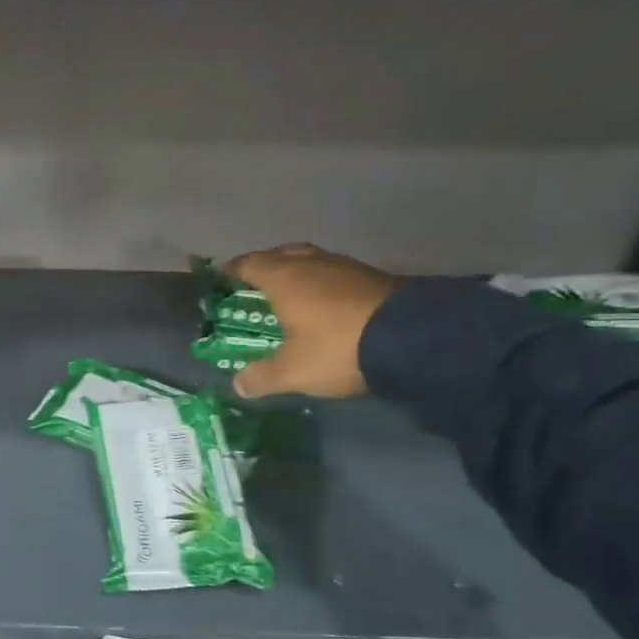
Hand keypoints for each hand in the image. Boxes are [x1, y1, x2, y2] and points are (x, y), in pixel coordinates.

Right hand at [224, 243, 401, 399]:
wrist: (416, 338)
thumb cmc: (337, 347)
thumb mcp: (293, 371)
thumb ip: (262, 377)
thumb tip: (238, 385)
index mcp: (284, 279)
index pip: (249, 264)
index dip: (233, 270)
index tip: (223, 278)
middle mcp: (312, 265)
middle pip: (282, 254)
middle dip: (266, 265)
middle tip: (256, 282)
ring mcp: (347, 268)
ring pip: (313, 261)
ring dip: (299, 273)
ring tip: (292, 293)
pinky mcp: (376, 278)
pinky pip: (337, 274)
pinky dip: (324, 284)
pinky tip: (327, 303)